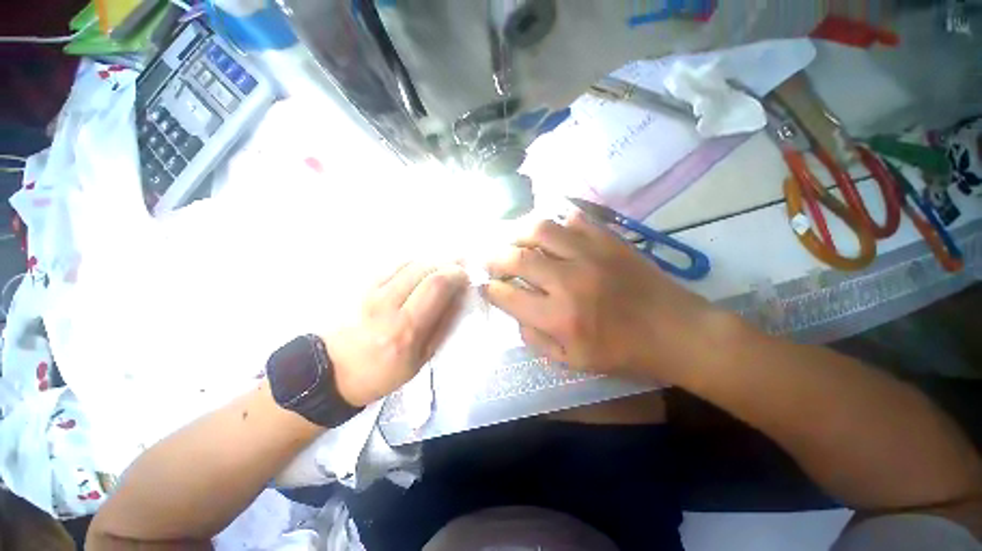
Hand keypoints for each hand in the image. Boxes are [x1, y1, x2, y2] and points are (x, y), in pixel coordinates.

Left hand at [324, 262, 467, 406]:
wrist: (337, 371)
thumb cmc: (385, 371)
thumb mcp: (423, 356)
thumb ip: (445, 323)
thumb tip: (461, 294)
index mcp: (406, 329)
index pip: (436, 285)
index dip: (456, 274)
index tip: (466, 277)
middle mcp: (387, 304)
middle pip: (425, 268)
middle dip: (448, 265)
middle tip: (458, 270)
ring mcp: (372, 291)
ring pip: (411, 262)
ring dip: (432, 264)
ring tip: (442, 273)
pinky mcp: (364, 285)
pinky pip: (396, 265)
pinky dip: (415, 265)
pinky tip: (421, 275)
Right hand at [484, 213, 726, 382]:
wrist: (677, 331)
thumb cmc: (624, 353)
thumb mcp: (573, 361)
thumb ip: (536, 339)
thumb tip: (516, 312)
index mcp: (559, 318)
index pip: (508, 296)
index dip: (490, 289)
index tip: (486, 286)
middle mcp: (569, 281)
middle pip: (517, 258)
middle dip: (494, 257)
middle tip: (489, 260)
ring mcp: (590, 254)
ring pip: (540, 229)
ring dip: (517, 233)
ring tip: (512, 240)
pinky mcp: (608, 240)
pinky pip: (573, 220)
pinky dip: (555, 224)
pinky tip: (550, 233)